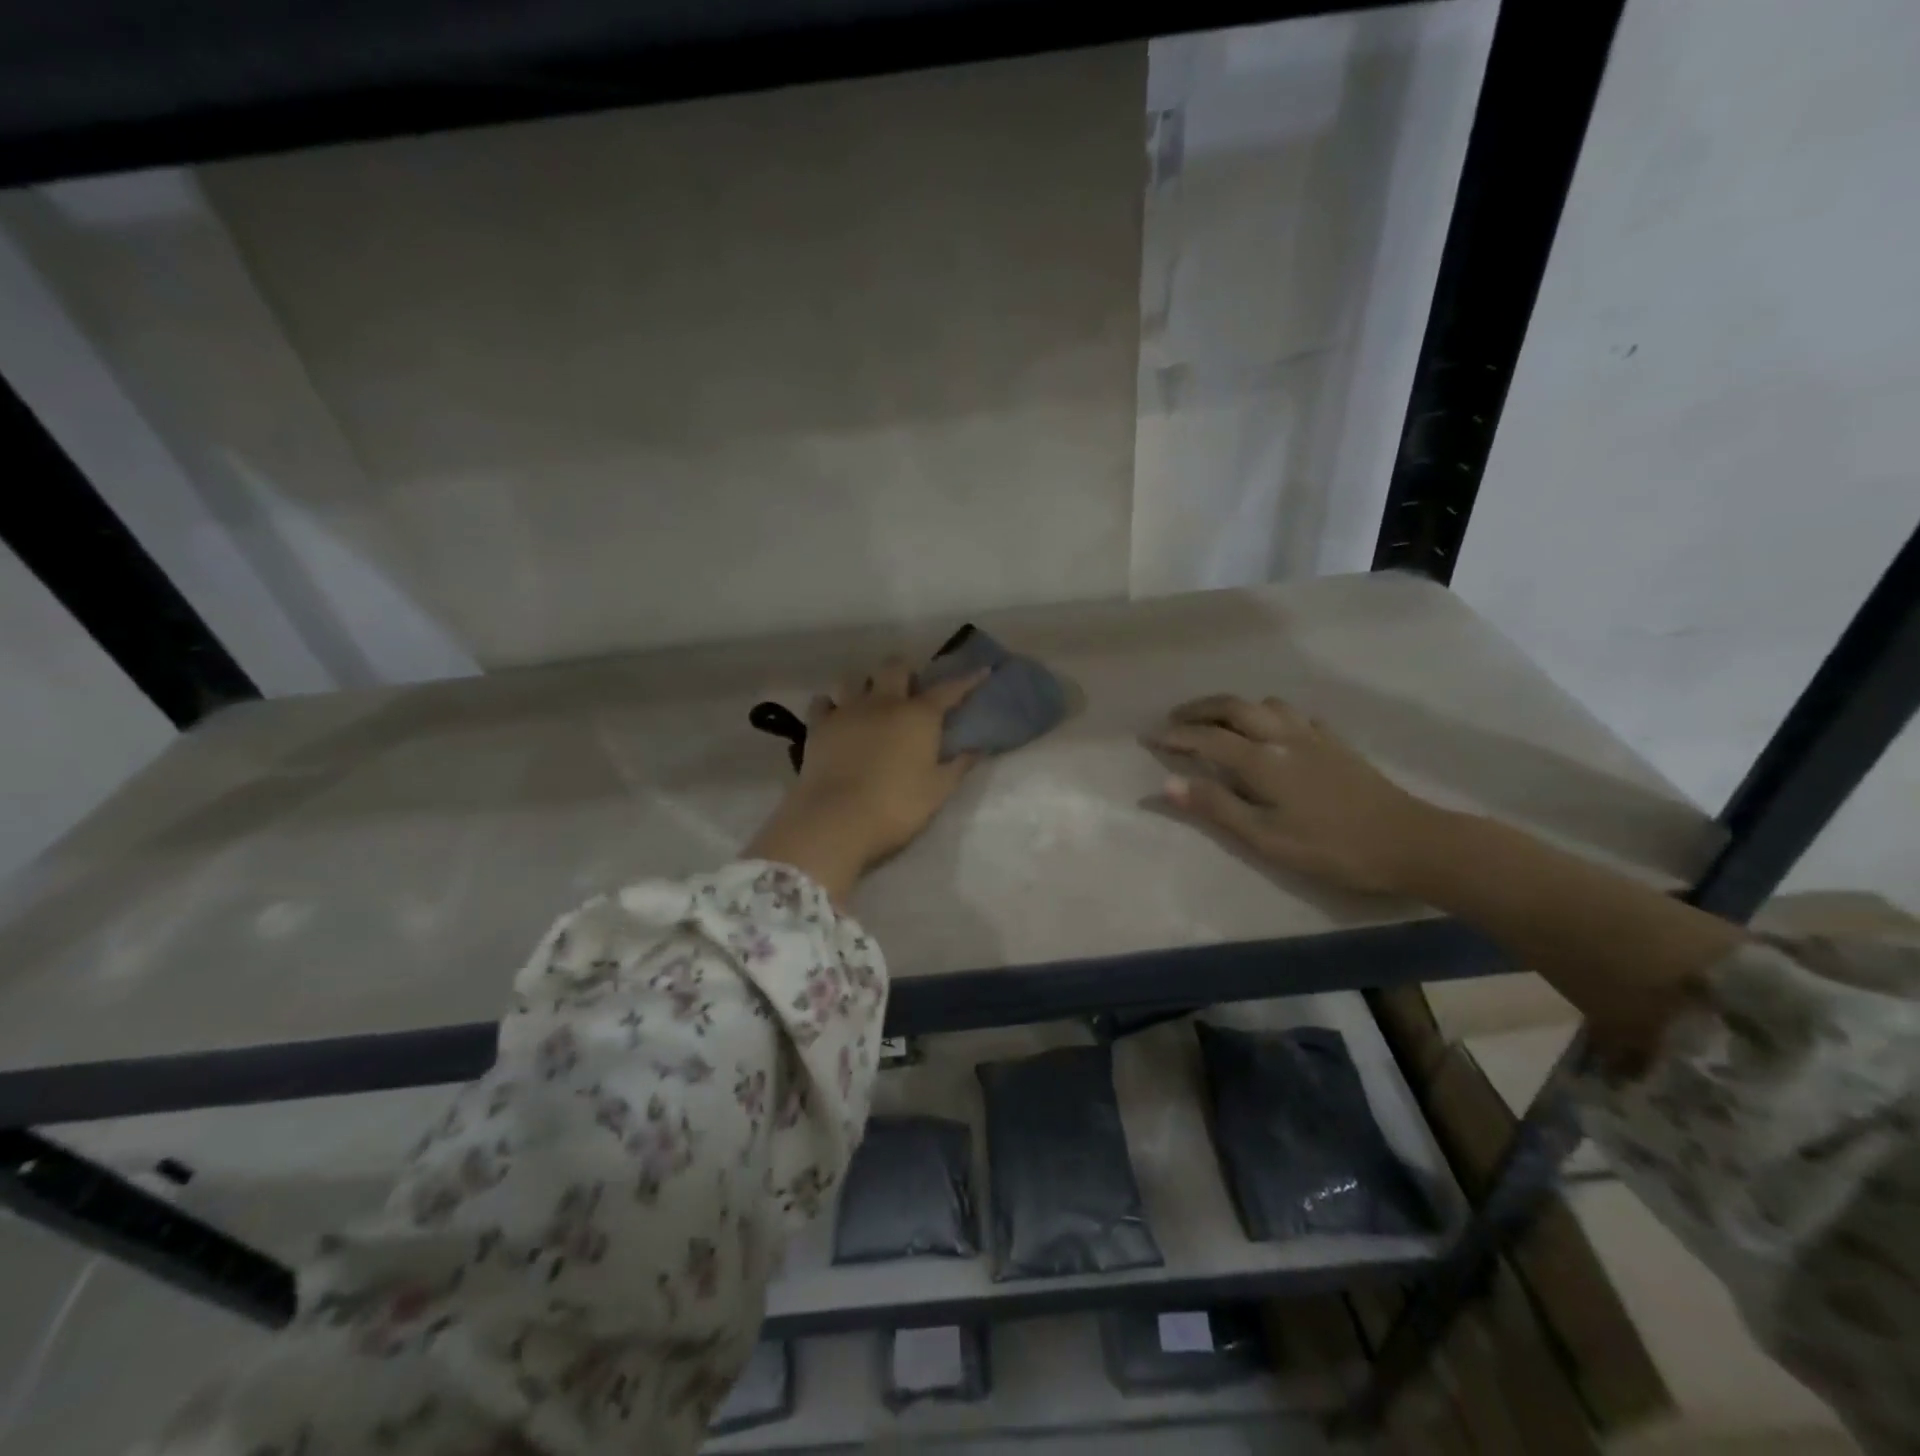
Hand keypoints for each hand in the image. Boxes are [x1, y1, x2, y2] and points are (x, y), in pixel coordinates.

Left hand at [746, 658, 988, 901]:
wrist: (837, 819)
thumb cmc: (896, 806)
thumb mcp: (938, 791)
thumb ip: (959, 765)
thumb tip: (978, 748)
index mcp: (918, 716)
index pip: (949, 690)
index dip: (967, 680)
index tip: (982, 670)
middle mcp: (883, 702)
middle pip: (894, 667)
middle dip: (904, 670)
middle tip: (908, 686)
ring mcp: (847, 710)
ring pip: (853, 678)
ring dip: (863, 684)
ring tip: (867, 699)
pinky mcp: (818, 726)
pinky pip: (822, 702)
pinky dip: (830, 704)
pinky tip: (834, 714)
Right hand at [1146, 695, 1433, 894]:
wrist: (1409, 841)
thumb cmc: (1331, 848)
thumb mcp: (1266, 838)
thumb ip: (1217, 807)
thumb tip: (1167, 783)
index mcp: (1262, 761)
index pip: (1207, 738)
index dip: (1176, 735)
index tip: (1150, 737)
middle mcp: (1283, 736)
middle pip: (1233, 707)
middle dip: (1199, 709)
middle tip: (1175, 718)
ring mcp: (1312, 735)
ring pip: (1265, 703)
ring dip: (1233, 706)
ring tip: (1218, 721)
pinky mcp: (1335, 742)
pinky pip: (1293, 713)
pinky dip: (1269, 714)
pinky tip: (1272, 730)